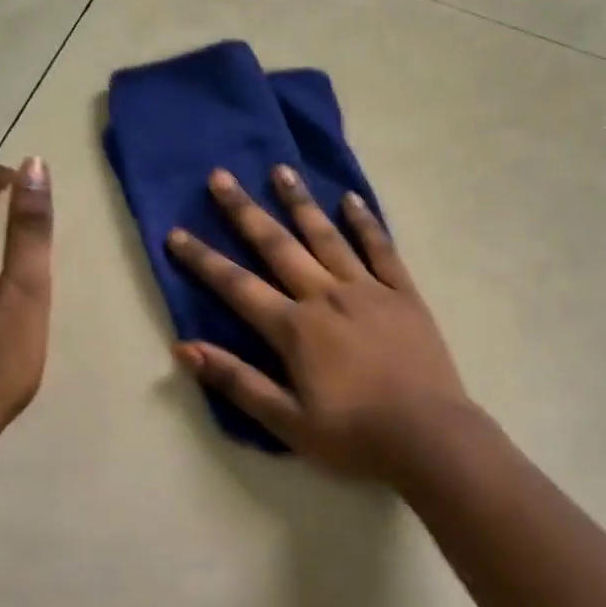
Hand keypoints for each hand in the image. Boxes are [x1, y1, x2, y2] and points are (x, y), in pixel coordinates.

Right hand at [167, 165, 473, 482]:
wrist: (429, 437)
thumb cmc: (354, 437)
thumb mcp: (286, 421)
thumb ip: (236, 381)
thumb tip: (183, 348)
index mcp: (295, 328)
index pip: (237, 287)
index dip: (203, 260)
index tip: (176, 232)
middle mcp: (326, 296)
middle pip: (278, 246)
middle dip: (245, 211)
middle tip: (221, 176)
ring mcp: (368, 289)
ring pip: (327, 236)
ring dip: (300, 202)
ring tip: (281, 169)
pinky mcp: (403, 293)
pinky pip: (381, 248)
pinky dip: (365, 222)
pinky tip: (350, 199)